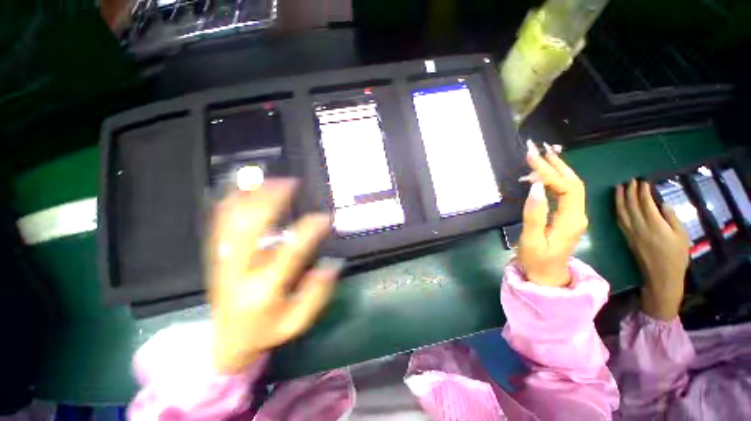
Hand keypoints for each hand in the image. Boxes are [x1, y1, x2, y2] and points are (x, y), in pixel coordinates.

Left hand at [209, 179, 340, 373]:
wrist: (226, 342)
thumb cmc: (266, 330)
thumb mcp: (297, 322)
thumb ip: (317, 294)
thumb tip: (332, 264)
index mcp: (264, 288)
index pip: (291, 252)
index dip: (309, 231)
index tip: (325, 218)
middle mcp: (240, 271)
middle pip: (251, 228)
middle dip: (271, 200)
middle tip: (290, 183)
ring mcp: (223, 262)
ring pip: (232, 221)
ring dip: (250, 196)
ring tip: (268, 179)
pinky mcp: (216, 257)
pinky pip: (218, 225)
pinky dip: (228, 204)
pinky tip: (239, 189)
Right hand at [518, 141, 587, 287]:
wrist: (547, 277)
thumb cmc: (537, 261)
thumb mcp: (532, 240)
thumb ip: (534, 215)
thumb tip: (535, 188)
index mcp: (571, 219)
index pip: (566, 187)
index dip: (549, 172)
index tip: (531, 159)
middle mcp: (578, 214)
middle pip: (573, 182)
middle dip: (556, 164)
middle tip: (539, 150)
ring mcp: (575, 215)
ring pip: (570, 186)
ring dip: (556, 170)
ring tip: (541, 157)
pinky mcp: (568, 217)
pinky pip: (564, 193)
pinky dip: (554, 181)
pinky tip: (541, 178)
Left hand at [615, 180, 689, 320]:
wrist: (661, 275)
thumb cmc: (676, 257)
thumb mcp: (682, 236)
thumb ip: (672, 218)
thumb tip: (662, 204)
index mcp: (654, 225)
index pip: (644, 203)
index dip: (642, 191)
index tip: (642, 181)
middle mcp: (638, 226)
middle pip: (630, 205)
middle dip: (629, 191)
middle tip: (629, 180)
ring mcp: (630, 232)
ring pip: (621, 211)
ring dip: (619, 199)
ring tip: (618, 188)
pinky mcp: (626, 237)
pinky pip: (619, 220)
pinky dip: (617, 210)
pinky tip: (617, 205)